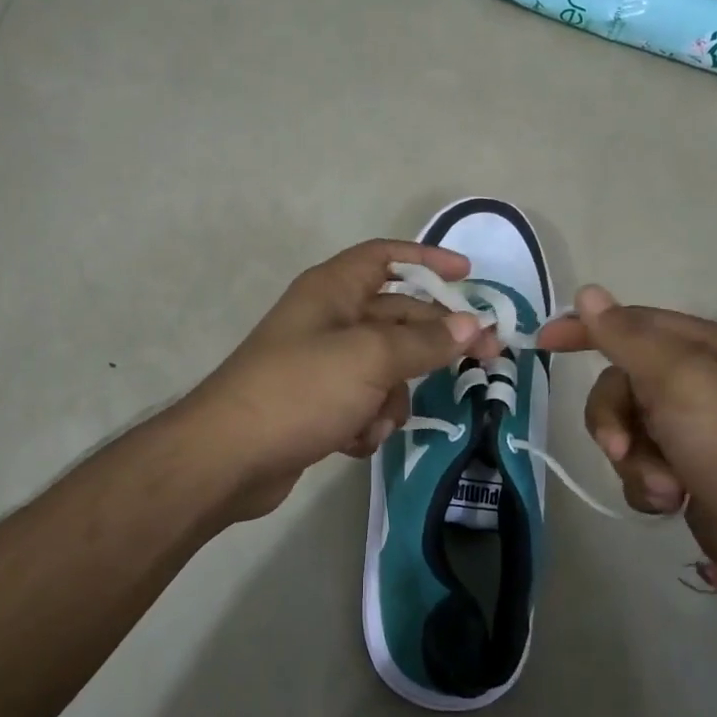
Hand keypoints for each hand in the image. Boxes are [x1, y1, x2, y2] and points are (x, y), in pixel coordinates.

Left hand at [183, 239, 497, 524]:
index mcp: (333, 290)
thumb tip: (471, 325)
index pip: (386, 257)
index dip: (427, 260)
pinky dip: (366, 422)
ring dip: (391, 397)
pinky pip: (364, 403)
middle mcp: (328, 319)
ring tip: (376, 418)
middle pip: (398, 317)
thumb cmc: (300, 390)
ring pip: (386, 369)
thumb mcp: (370, 359)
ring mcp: (322, 365)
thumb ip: (424, 341)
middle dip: (434, 341)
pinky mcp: (318, 405)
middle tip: (486, 358)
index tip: (468, 276)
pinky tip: (353, 440)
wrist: (229, 458)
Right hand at [536, 286, 716, 565]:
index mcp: (703, 346)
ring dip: (633, 459)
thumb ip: (626, 337)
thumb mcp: (677, 380)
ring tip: (663, 485)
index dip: (584, 329)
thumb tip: (586, 292)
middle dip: (614, 420)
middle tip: (621, 448)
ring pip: (624, 427)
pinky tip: (669, 499)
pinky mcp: (685, 467)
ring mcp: (691, 426)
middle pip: (619, 383)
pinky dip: (644, 482)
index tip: (544, 342)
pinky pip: (637, 462)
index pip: (629, 323)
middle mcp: (696, 379)